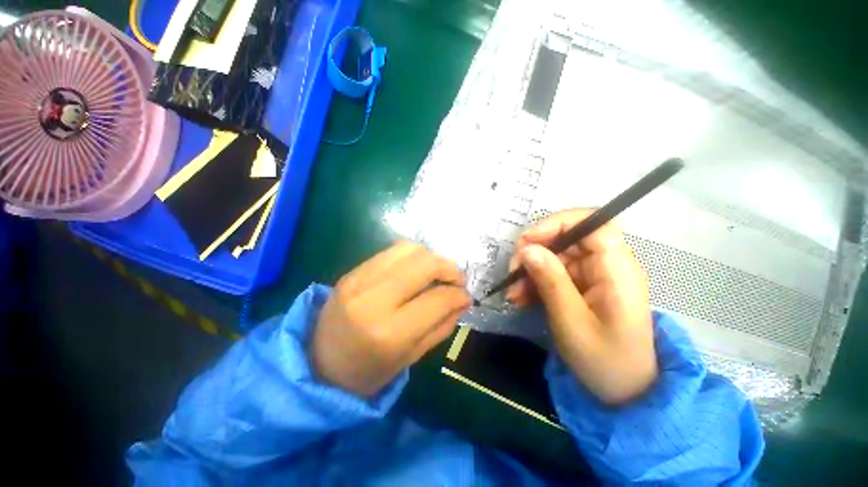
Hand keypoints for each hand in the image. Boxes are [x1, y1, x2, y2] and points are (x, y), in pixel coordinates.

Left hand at [312, 242, 470, 397]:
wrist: (318, 364)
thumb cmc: (369, 371)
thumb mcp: (412, 357)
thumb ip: (441, 325)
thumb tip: (462, 300)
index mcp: (390, 332)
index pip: (437, 299)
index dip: (459, 294)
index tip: (466, 296)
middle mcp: (374, 299)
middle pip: (424, 263)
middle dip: (448, 267)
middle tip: (456, 279)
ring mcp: (359, 280)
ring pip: (408, 249)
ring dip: (430, 257)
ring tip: (436, 272)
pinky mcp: (352, 271)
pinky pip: (391, 251)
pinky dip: (411, 256)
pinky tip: (415, 270)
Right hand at [507, 209, 656, 404]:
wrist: (624, 391)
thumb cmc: (606, 361)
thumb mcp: (572, 322)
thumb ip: (551, 281)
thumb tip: (527, 249)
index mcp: (617, 269)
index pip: (592, 223)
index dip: (557, 224)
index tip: (527, 241)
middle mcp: (606, 264)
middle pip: (566, 238)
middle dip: (534, 252)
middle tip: (512, 274)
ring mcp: (592, 274)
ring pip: (554, 256)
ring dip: (529, 271)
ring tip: (513, 294)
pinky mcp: (581, 284)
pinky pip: (552, 273)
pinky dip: (534, 282)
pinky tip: (521, 298)